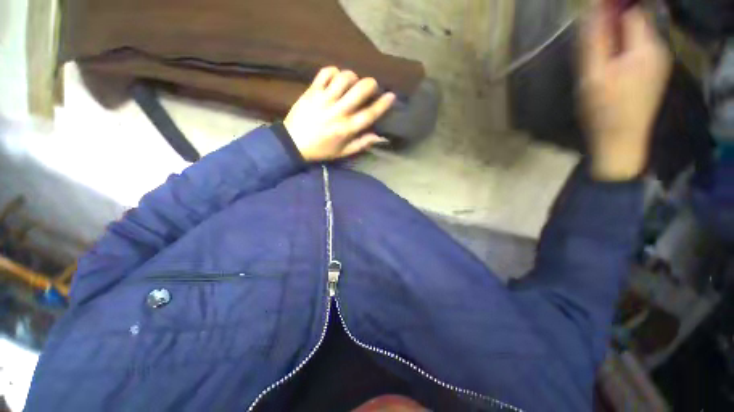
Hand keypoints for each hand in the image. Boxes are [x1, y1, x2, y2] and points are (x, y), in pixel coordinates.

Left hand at [284, 67, 395, 161]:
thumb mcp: (343, 153)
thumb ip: (361, 144)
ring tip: (351, 83)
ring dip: (352, 77)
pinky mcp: (311, 91)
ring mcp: (324, 99)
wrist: (293, 143)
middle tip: (371, 87)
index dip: (383, 103)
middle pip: (360, 90)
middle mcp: (338, 112)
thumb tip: (379, 137)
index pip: (370, 113)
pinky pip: (325, 73)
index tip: (391, 95)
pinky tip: (335, 78)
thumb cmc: (321, 150)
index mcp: (347, 128)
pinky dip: (333, 72)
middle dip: (370, 84)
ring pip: (344, 78)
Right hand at [580, 6, 671, 180]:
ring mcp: (659, 61)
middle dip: (614, 23)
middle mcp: (659, 49)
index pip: (632, 11)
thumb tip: (593, 9)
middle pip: (636, 21)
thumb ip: (595, 41)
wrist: (621, 142)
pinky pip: (639, 48)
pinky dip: (623, 48)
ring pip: (637, 35)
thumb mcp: (593, 75)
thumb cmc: (604, 110)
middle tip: (592, 40)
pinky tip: (610, 64)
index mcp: (646, 48)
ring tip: (599, 55)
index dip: (612, 7)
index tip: (592, 12)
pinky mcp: (654, 72)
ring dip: (617, 37)